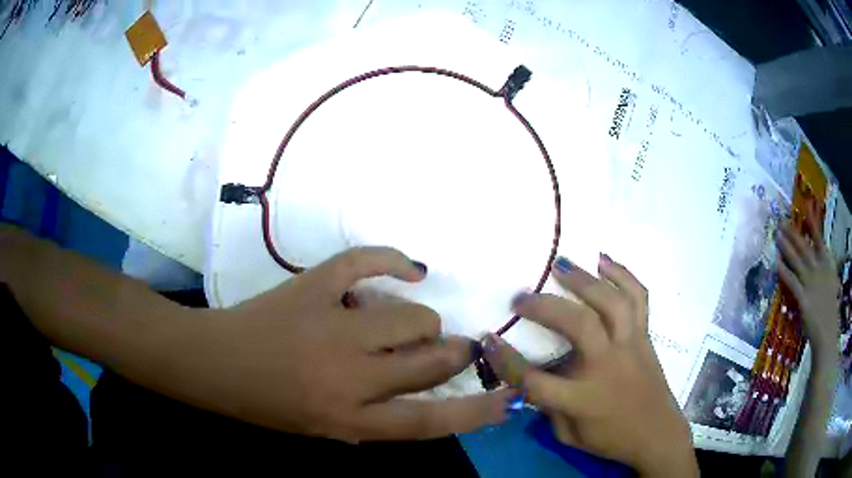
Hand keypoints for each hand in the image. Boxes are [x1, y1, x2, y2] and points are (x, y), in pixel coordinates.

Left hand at [172, 247, 514, 442]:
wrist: (216, 364)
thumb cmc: (269, 405)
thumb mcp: (327, 428)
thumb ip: (376, 417)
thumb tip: (424, 388)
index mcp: (350, 418)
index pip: (430, 420)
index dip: (476, 411)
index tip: (506, 398)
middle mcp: (350, 377)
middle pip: (432, 361)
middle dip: (453, 352)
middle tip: (451, 347)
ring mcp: (332, 327)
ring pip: (412, 317)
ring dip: (421, 320)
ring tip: (406, 321)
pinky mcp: (313, 286)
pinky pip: (367, 262)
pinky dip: (394, 261)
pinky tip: (409, 269)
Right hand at [482, 254, 697, 476]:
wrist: (658, 433)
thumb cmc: (611, 439)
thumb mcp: (569, 436)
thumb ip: (548, 408)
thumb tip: (530, 379)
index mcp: (584, 400)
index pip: (536, 380)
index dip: (507, 361)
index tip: (488, 339)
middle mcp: (608, 366)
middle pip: (577, 325)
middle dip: (545, 306)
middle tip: (522, 296)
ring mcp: (631, 346)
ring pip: (611, 303)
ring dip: (585, 278)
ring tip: (561, 263)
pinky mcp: (646, 336)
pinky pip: (639, 298)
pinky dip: (624, 275)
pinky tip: (605, 261)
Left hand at [777, 209, 840, 364]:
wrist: (828, 334)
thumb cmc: (830, 310)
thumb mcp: (832, 282)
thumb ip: (825, 269)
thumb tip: (820, 257)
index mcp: (828, 264)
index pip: (819, 238)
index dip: (812, 222)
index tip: (805, 207)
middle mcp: (819, 270)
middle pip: (804, 247)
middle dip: (792, 232)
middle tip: (781, 220)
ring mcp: (811, 284)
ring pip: (796, 260)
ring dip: (786, 246)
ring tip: (777, 234)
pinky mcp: (804, 299)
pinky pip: (792, 281)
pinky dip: (784, 271)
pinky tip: (776, 262)